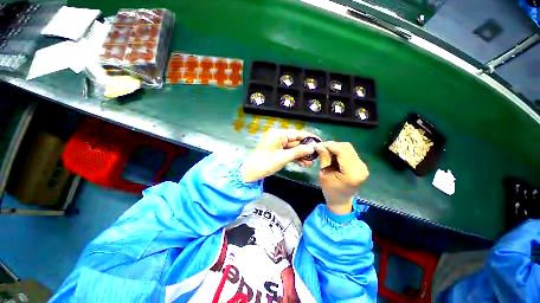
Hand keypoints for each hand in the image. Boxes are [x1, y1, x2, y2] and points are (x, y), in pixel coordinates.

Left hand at [241, 129, 318, 182]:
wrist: (251, 173)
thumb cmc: (265, 163)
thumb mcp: (283, 157)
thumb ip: (298, 151)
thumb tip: (313, 148)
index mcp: (278, 134)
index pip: (297, 133)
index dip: (309, 138)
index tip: (320, 142)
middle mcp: (278, 137)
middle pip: (296, 141)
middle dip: (305, 149)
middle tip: (316, 156)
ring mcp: (278, 144)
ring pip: (293, 148)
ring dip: (301, 155)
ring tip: (311, 163)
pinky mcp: (277, 151)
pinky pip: (288, 152)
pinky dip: (295, 157)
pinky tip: (303, 164)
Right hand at [314, 141, 368, 213]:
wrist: (340, 201)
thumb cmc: (330, 190)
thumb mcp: (324, 174)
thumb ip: (324, 158)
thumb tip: (319, 145)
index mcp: (352, 172)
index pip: (342, 151)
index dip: (329, 145)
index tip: (318, 145)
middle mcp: (361, 167)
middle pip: (346, 147)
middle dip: (332, 145)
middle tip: (321, 148)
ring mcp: (362, 166)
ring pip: (348, 148)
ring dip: (336, 148)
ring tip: (325, 151)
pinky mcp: (360, 165)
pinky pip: (349, 153)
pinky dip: (340, 152)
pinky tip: (332, 155)